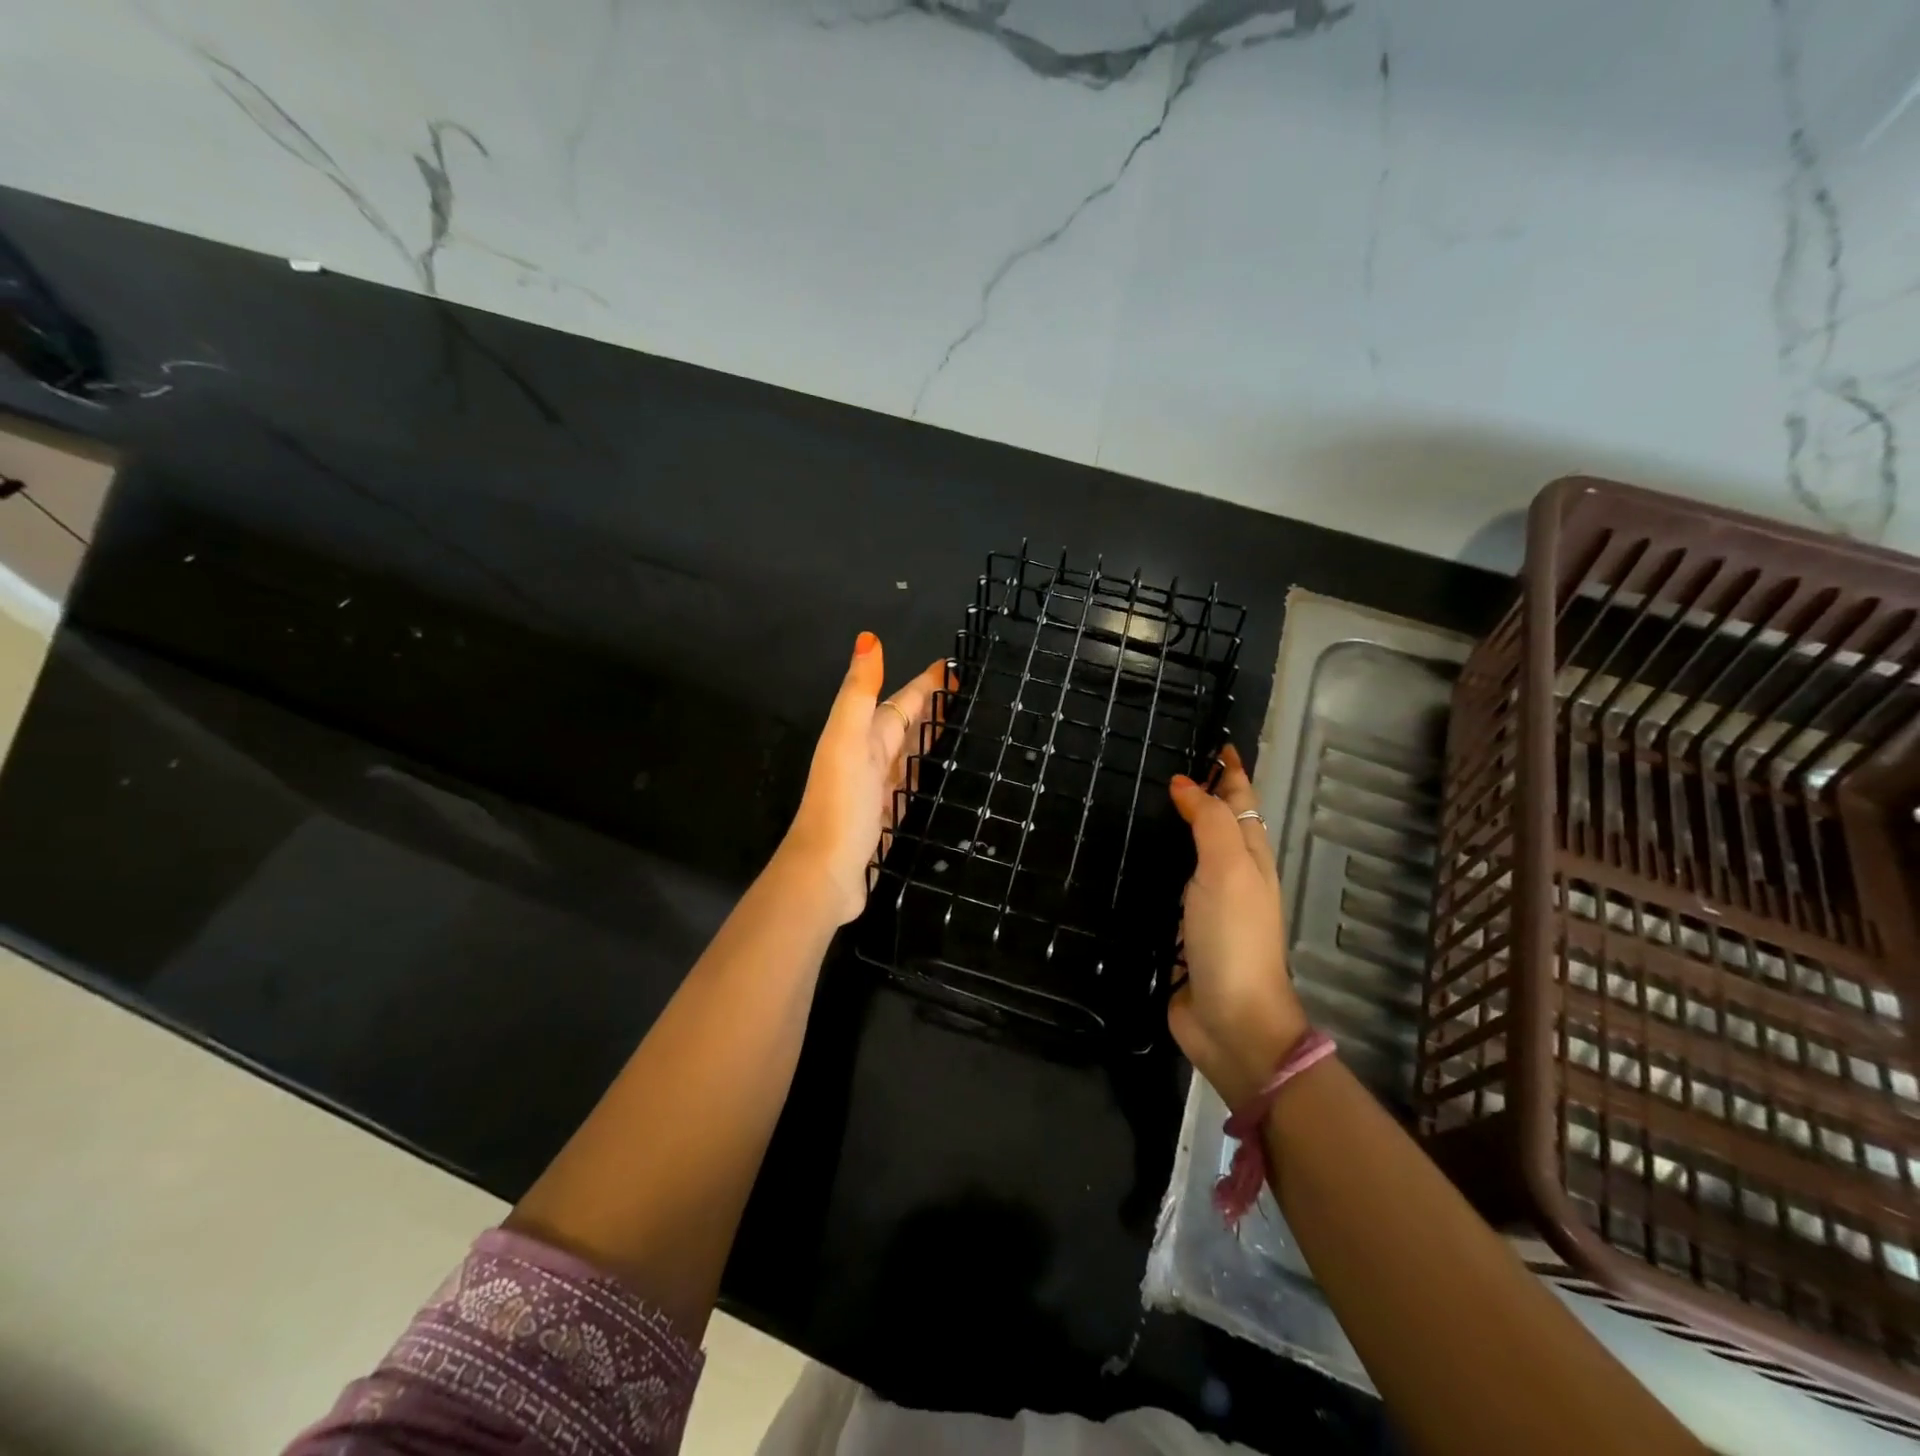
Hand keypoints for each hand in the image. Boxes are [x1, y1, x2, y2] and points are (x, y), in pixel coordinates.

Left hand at [780, 632, 948, 925]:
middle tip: (971, 693)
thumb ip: (858, 693)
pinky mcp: (891, 819)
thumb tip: (868, 638)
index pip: (900, 702)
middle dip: (932, 707)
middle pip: (906, 725)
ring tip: (966, 726)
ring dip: (933, 737)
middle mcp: (870, 759)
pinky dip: (929, 773)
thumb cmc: (840, 804)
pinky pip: (915, 785)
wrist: (826, 873)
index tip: (956, 667)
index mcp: (862, 737)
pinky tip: (946, 775)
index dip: (925, 685)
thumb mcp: (846, 740)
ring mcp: (880, 790)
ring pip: (911, 753)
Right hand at [1167, 744, 1309, 1108]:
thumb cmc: (1234, 938)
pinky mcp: (1175, 930)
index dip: (1230, 771)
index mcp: (1249, 857)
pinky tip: (1122, 859)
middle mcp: (1228, 875)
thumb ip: (1210, 822)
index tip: (1210, 739)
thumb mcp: (1228, 870)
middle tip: (1157, 764)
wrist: (1229, 1021)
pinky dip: (1149, 866)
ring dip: (1171, 828)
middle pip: (1216, 823)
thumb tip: (1184, 783)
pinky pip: (1162, 886)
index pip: (1241, 800)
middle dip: (1198, 793)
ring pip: (1187, 853)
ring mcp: (1201, 905)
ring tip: (1134, 802)